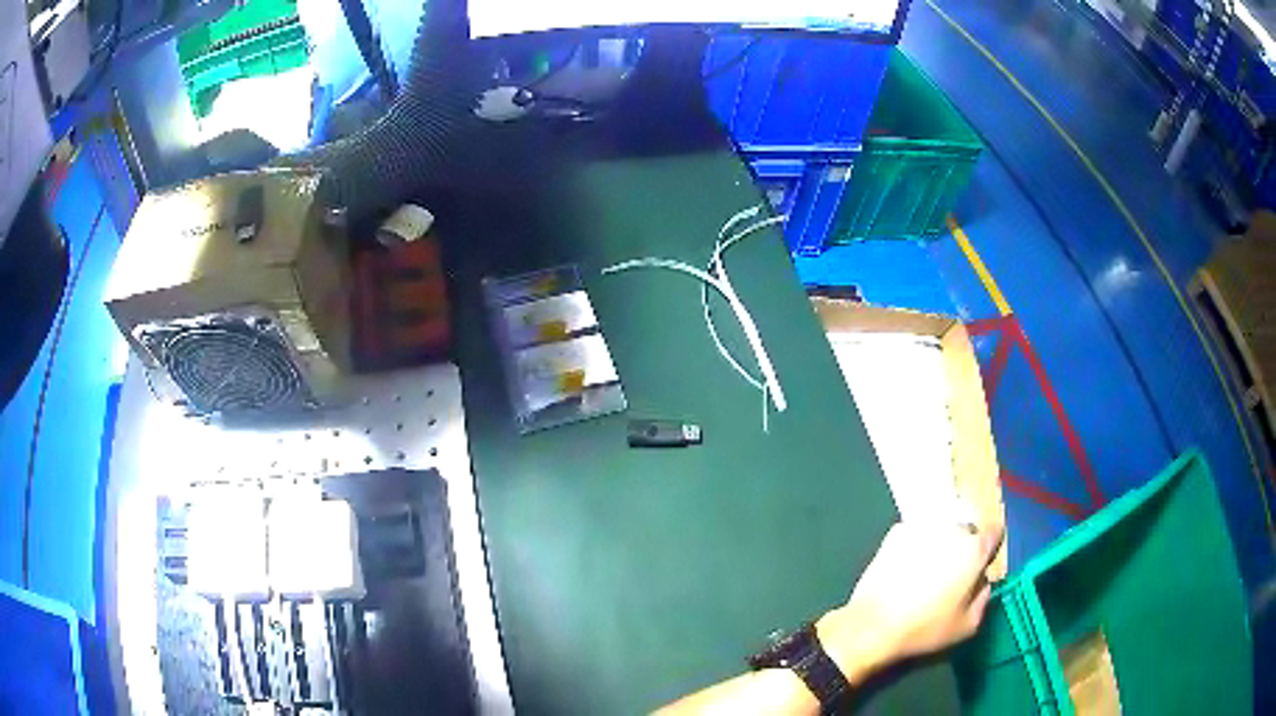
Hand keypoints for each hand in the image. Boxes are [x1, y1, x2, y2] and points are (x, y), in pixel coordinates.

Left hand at [816, 520, 1004, 682]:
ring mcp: (923, 526)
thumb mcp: (968, 625)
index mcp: (975, 549)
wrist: (872, 625)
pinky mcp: (896, 531)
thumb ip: (984, 596)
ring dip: (939, 546)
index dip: (989, 550)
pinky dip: (914, 547)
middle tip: (949, 576)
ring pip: (941, 531)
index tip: (980, 566)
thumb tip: (982, 581)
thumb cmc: (924, 629)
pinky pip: (915, 535)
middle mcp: (953, 529)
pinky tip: (904, 570)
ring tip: (924, 574)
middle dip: (963, 549)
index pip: (995, 534)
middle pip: (967, 531)